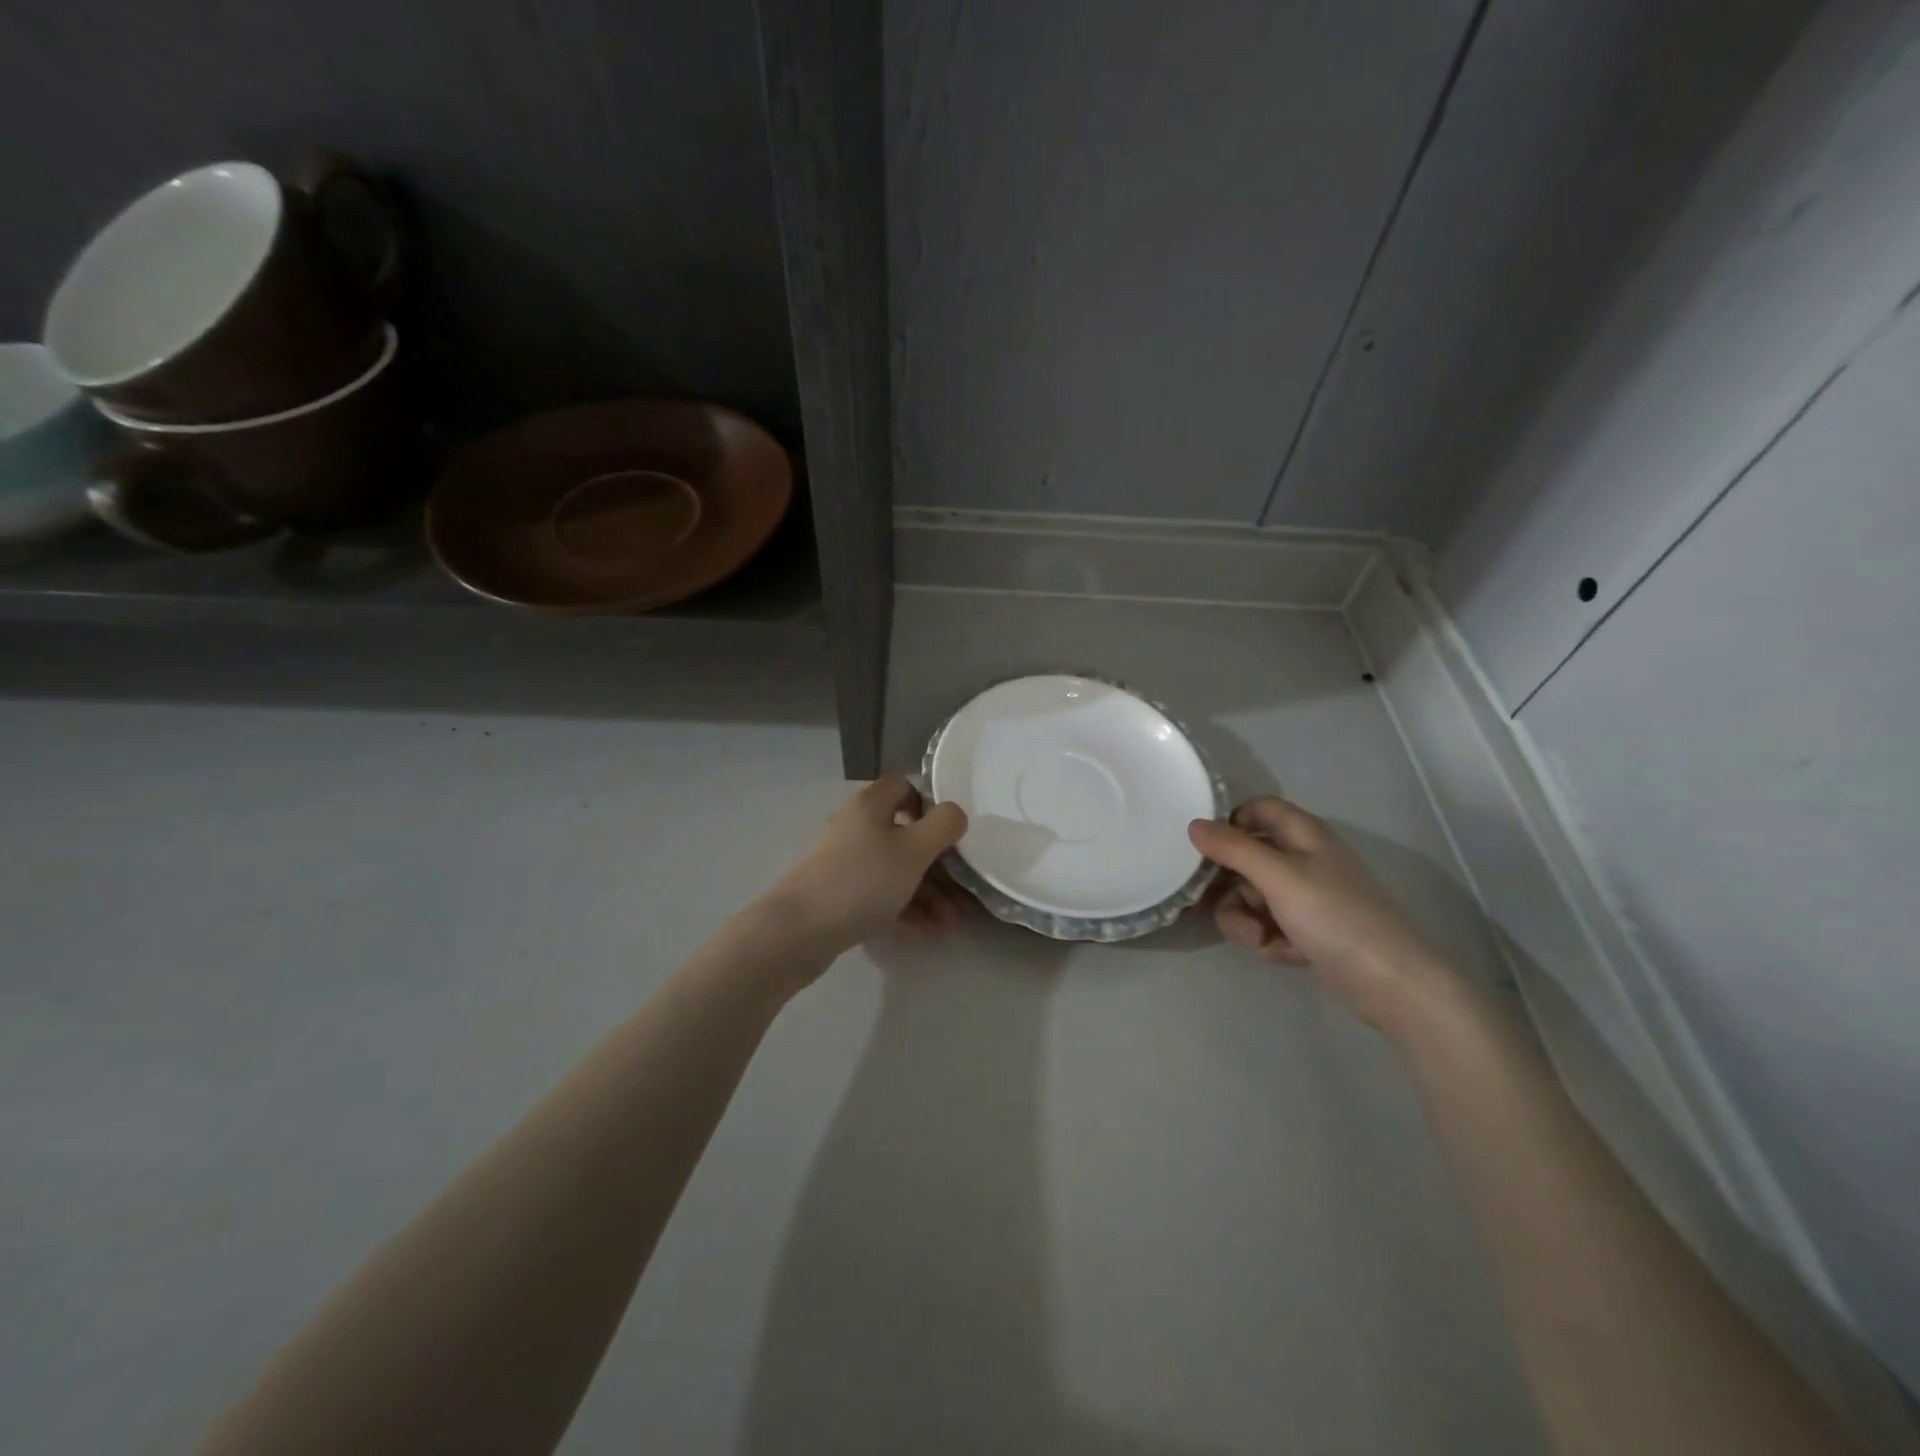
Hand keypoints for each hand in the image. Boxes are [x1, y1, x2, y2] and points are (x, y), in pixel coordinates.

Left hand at [761, 775, 970, 956]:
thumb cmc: (862, 881)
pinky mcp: (841, 895)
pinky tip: (930, 931)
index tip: (948, 834)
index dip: (929, 805)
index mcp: (871, 805)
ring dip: (928, 891)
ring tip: (951, 922)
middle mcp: (857, 827)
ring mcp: (846, 863)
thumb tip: (954, 814)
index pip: (903, 785)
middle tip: (963, 891)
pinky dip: (907, 907)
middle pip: (905, 834)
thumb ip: (943, 825)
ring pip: (897, 869)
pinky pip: (882, 894)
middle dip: (938, 864)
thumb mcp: (914, 849)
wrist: (798, 931)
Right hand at [1189, 797, 1450, 1028]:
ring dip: (1245, 919)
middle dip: (1230, 887)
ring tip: (1258, 941)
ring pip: (1253, 897)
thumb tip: (1193, 824)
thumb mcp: (1279, 878)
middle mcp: (1305, 860)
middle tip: (1220, 906)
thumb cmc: (1336, 917)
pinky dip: (1271, 939)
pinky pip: (1271, 925)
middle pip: (1247, 859)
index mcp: (1303, 835)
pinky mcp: (1311, 931)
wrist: (1394, 985)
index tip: (1206, 851)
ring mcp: (1309, 898)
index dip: (1230, 824)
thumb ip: (1233, 849)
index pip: (1258, 810)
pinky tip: (1285, 955)